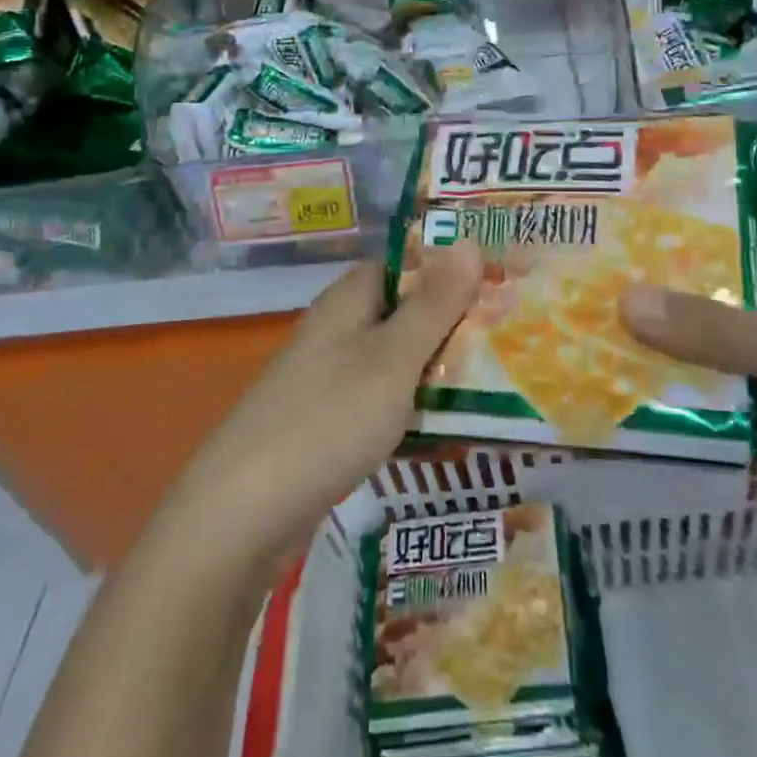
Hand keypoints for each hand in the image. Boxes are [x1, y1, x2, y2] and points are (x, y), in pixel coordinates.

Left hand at [170, 243, 482, 568]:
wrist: (242, 514)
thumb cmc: (327, 419)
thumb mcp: (393, 358)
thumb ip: (434, 304)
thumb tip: (469, 242)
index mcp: (350, 300)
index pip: (408, 262)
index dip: (454, 266)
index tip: (504, 279)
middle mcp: (338, 329)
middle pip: (406, 309)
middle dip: (455, 320)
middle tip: (513, 334)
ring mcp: (329, 376)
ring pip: (397, 356)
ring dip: (439, 364)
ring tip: (498, 378)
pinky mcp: (327, 421)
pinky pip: (383, 397)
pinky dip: (415, 403)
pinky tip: (447, 426)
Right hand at [620, 270, 756, 661]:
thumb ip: (718, 333)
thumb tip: (622, 297)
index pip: (715, 267)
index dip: (660, 264)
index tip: (597, 268)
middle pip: (712, 324)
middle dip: (656, 327)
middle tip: (577, 328)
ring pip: (725, 376)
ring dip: (677, 380)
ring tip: (597, 378)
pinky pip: (748, 425)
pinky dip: (711, 427)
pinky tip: (657, 433)